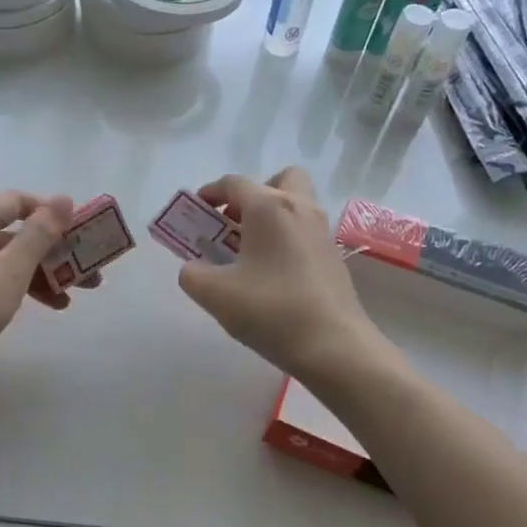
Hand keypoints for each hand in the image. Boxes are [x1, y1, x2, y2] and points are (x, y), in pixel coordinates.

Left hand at [0, 191, 82, 396]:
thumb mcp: (9, 272)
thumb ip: (39, 236)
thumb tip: (63, 199)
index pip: (16, 201)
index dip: (50, 213)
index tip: (79, 234)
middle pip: (10, 234)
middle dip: (50, 254)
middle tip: (85, 277)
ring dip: (34, 276)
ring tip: (65, 302)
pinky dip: (10, 288)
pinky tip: (30, 308)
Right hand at [175, 167, 379, 381]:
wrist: (333, 346)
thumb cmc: (270, 310)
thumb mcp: (214, 294)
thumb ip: (192, 274)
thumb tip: (193, 269)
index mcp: (268, 207)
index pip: (234, 183)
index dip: (210, 193)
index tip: (195, 212)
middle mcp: (300, 209)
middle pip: (279, 180)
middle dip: (254, 194)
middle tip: (235, 223)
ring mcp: (322, 233)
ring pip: (296, 206)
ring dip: (271, 219)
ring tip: (248, 253)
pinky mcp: (334, 258)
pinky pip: (305, 234)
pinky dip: (286, 241)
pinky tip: (271, 276)